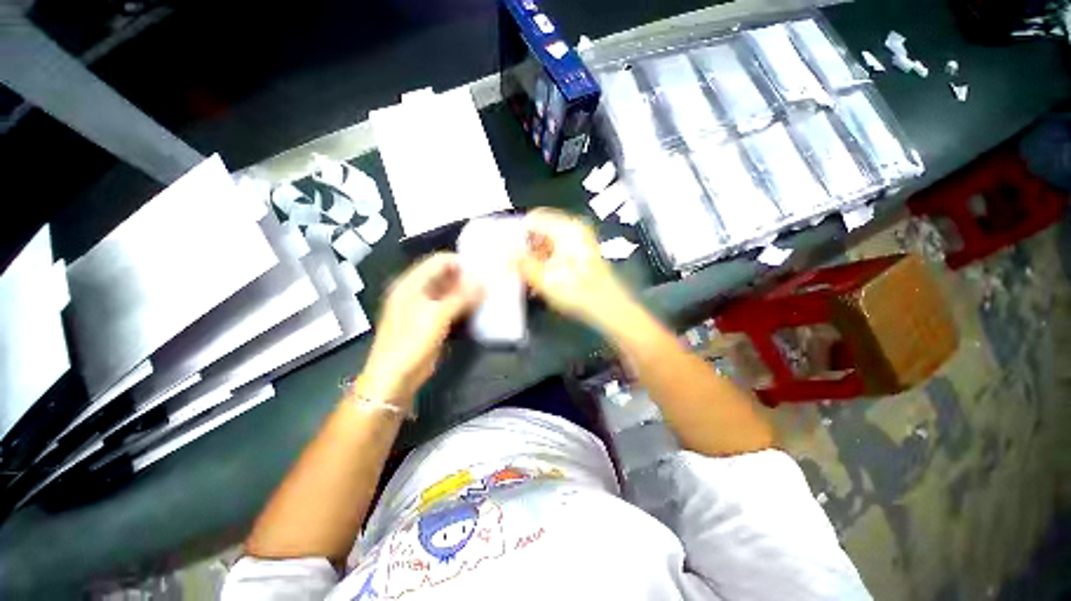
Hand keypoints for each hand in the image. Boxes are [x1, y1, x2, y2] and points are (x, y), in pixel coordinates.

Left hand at [355, 253, 481, 409]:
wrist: (396, 377)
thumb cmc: (411, 342)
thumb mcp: (437, 316)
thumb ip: (461, 297)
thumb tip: (483, 281)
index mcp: (411, 283)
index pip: (439, 261)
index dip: (460, 262)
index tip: (483, 268)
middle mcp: (417, 291)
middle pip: (445, 275)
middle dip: (466, 276)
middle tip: (490, 280)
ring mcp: (425, 306)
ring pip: (450, 291)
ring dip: (467, 291)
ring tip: (488, 291)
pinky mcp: (433, 320)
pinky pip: (451, 305)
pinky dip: (464, 304)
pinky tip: (479, 306)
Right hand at [517, 208, 633, 328]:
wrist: (609, 308)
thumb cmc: (578, 292)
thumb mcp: (544, 279)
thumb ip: (522, 262)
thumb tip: (505, 248)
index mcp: (567, 228)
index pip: (533, 219)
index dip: (518, 234)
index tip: (508, 252)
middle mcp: (574, 229)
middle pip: (540, 231)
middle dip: (526, 249)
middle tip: (516, 268)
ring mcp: (579, 241)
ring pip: (548, 243)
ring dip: (535, 258)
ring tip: (528, 278)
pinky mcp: (581, 253)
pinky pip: (557, 251)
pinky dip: (546, 263)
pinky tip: (541, 281)